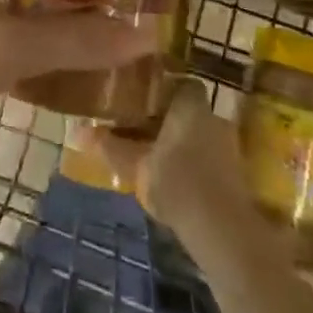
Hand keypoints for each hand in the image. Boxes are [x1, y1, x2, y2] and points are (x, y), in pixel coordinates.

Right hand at [77, 81, 255, 243]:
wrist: (222, 228)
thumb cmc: (176, 181)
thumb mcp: (135, 164)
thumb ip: (110, 146)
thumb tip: (78, 131)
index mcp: (191, 105)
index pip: (181, 83)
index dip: (163, 90)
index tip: (141, 101)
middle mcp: (213, 118)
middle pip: (189, 110)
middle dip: (168, 120)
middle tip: (141, 131)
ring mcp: (228, 146)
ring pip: (198, 135)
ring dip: (180, 143)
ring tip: (153, 158)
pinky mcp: (234, 175)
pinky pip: (207, 158)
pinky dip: (192, 164)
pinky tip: (174, 180)